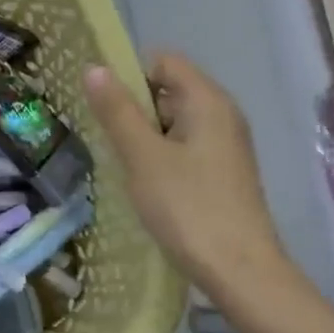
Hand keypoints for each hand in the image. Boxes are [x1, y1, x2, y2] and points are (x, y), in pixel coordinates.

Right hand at [84, 54, 288, 298]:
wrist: (240, 271)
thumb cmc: (187, 206)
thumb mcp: (142, 156)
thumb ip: (117, 110)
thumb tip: (93, 68)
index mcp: (207, 101)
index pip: (163, 61)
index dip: (130, 75)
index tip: (103, 106)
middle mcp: (222, 114)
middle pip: (168, 89)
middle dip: (133, 107)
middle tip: (108, 138)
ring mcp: (225, 145)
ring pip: (173, 121)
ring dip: (143, 135)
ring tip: (124, 164)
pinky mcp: (222, 172)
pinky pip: (183, 146)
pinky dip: (160, 155)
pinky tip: (147, 183)